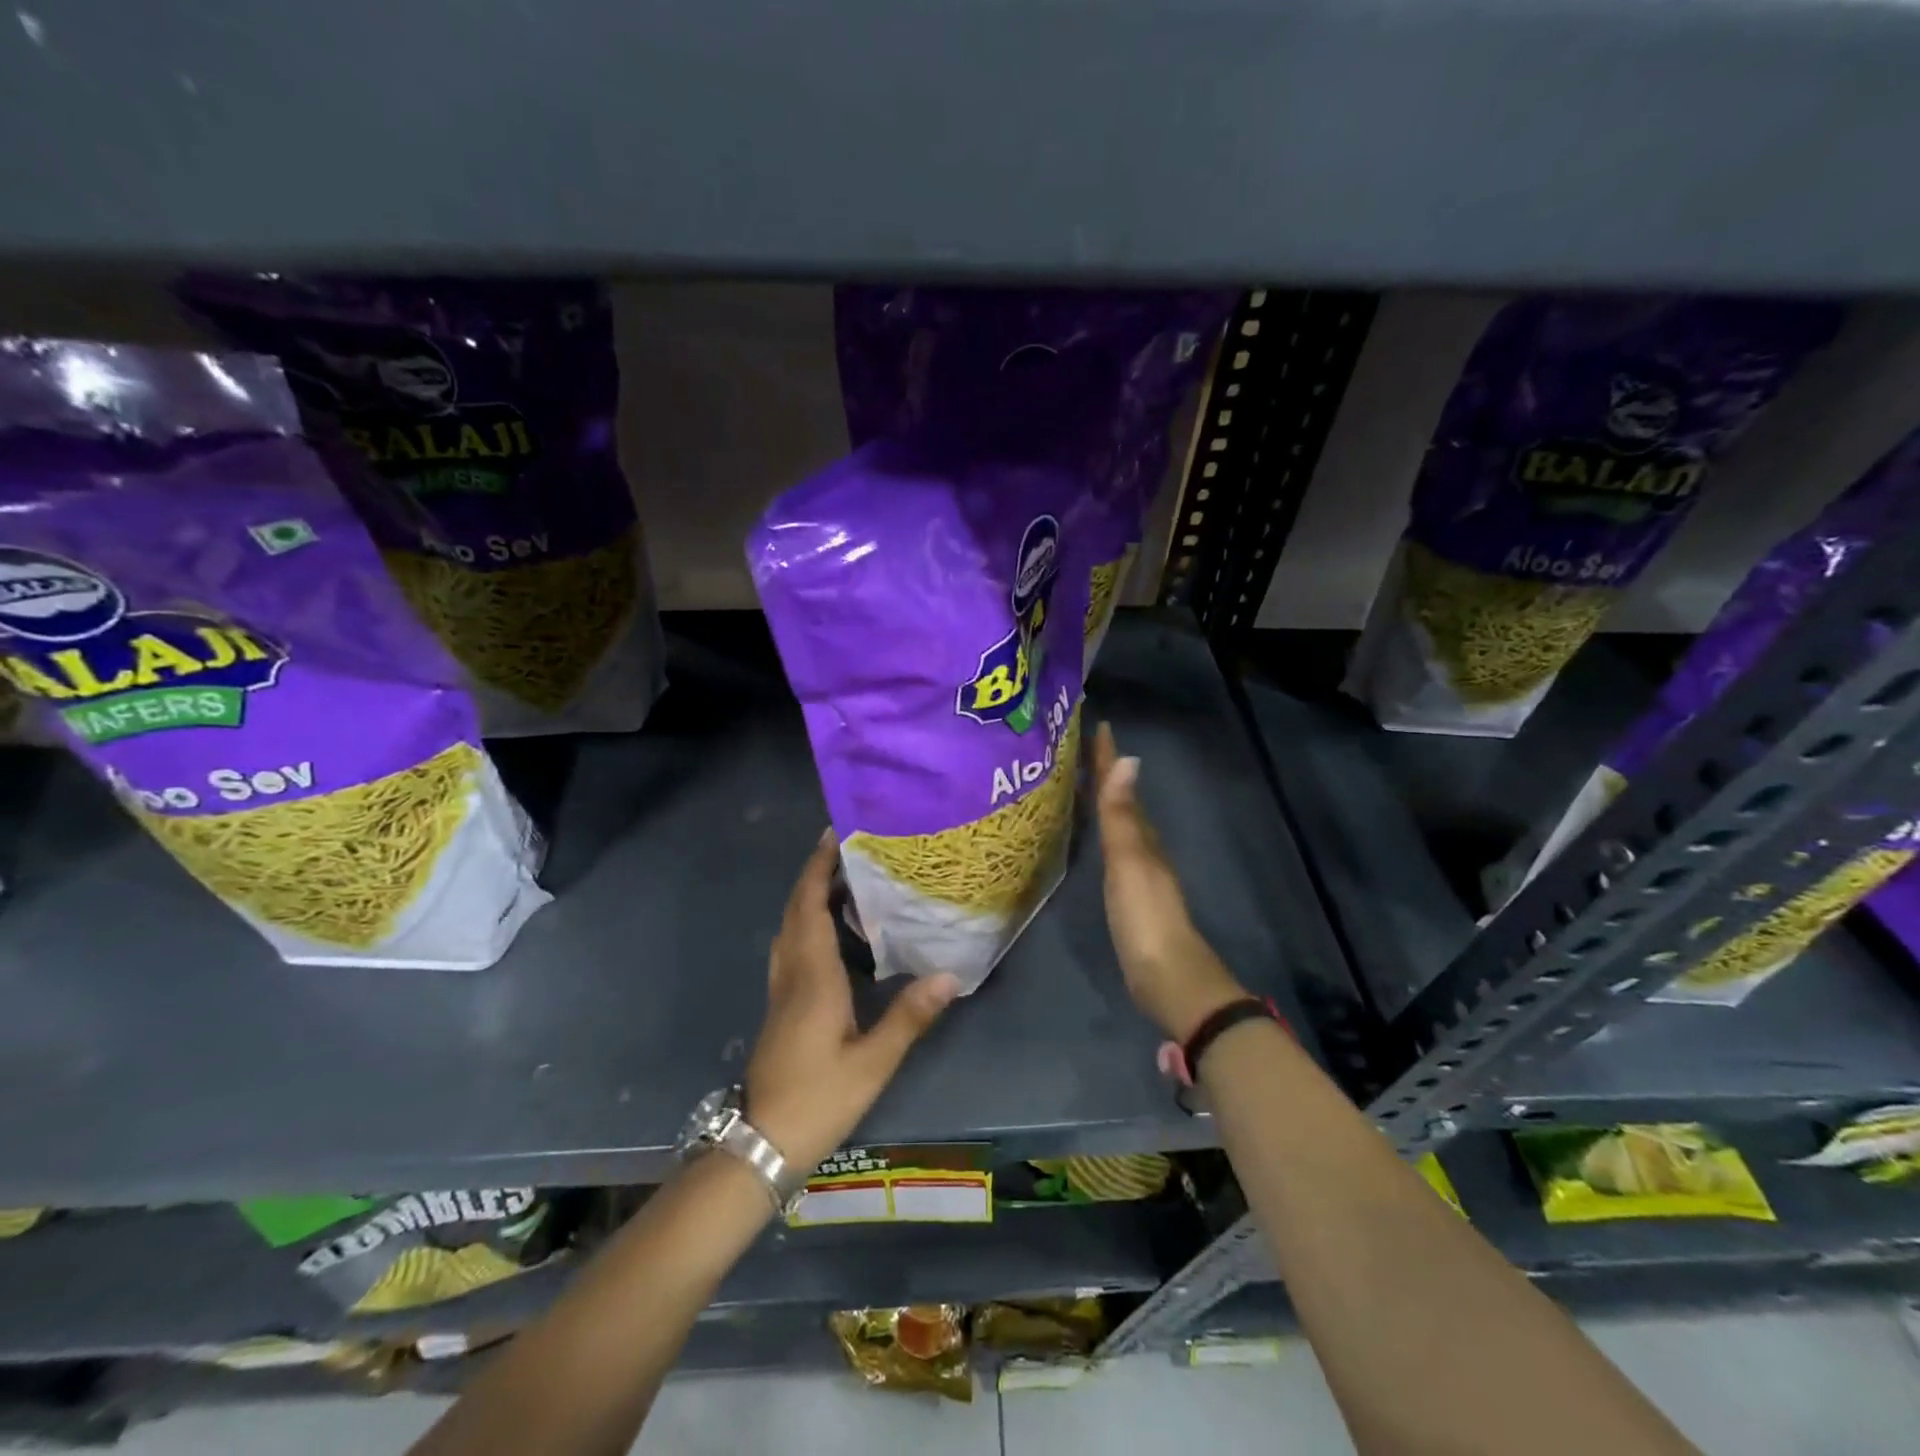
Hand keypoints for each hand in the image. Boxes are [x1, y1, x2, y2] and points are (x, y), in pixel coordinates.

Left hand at [745, 831, 960, 1174]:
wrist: (761, 1142)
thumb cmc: (818, 1099)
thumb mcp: (872, 1063)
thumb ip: (909, 1017)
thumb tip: (950, 975)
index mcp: (813, 976)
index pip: (810, 906)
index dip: (818, 868)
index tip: (834, 835)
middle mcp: (792, 972)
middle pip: (795, 909)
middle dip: (815, 873)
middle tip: (847, 849)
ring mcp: (781, 989)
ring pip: (789, 927)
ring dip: (808, 896)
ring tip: (843, 881)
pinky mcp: (781, 1005)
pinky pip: (790, 946)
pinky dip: (805, 922)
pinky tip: (830, 932)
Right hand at [1092, 722, 1246, 1040]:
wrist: (1168, 977)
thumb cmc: (1145, 918)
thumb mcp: (1129, 862)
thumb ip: (1122, 816)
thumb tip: (1130, 759)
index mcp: (1142, 836)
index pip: (1121, 787)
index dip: (1109, 758)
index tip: (1098, 724)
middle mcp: (1143, 847)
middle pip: (1121, 801)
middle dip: (1104, 773)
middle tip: (1078, 748)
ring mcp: (1138, 873)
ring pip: (1119, 824)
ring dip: (1104, 801)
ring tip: (1080, 783)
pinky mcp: (1129, 896)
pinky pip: (1113, 850)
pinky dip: (1103, 832)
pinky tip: (1093, 837)